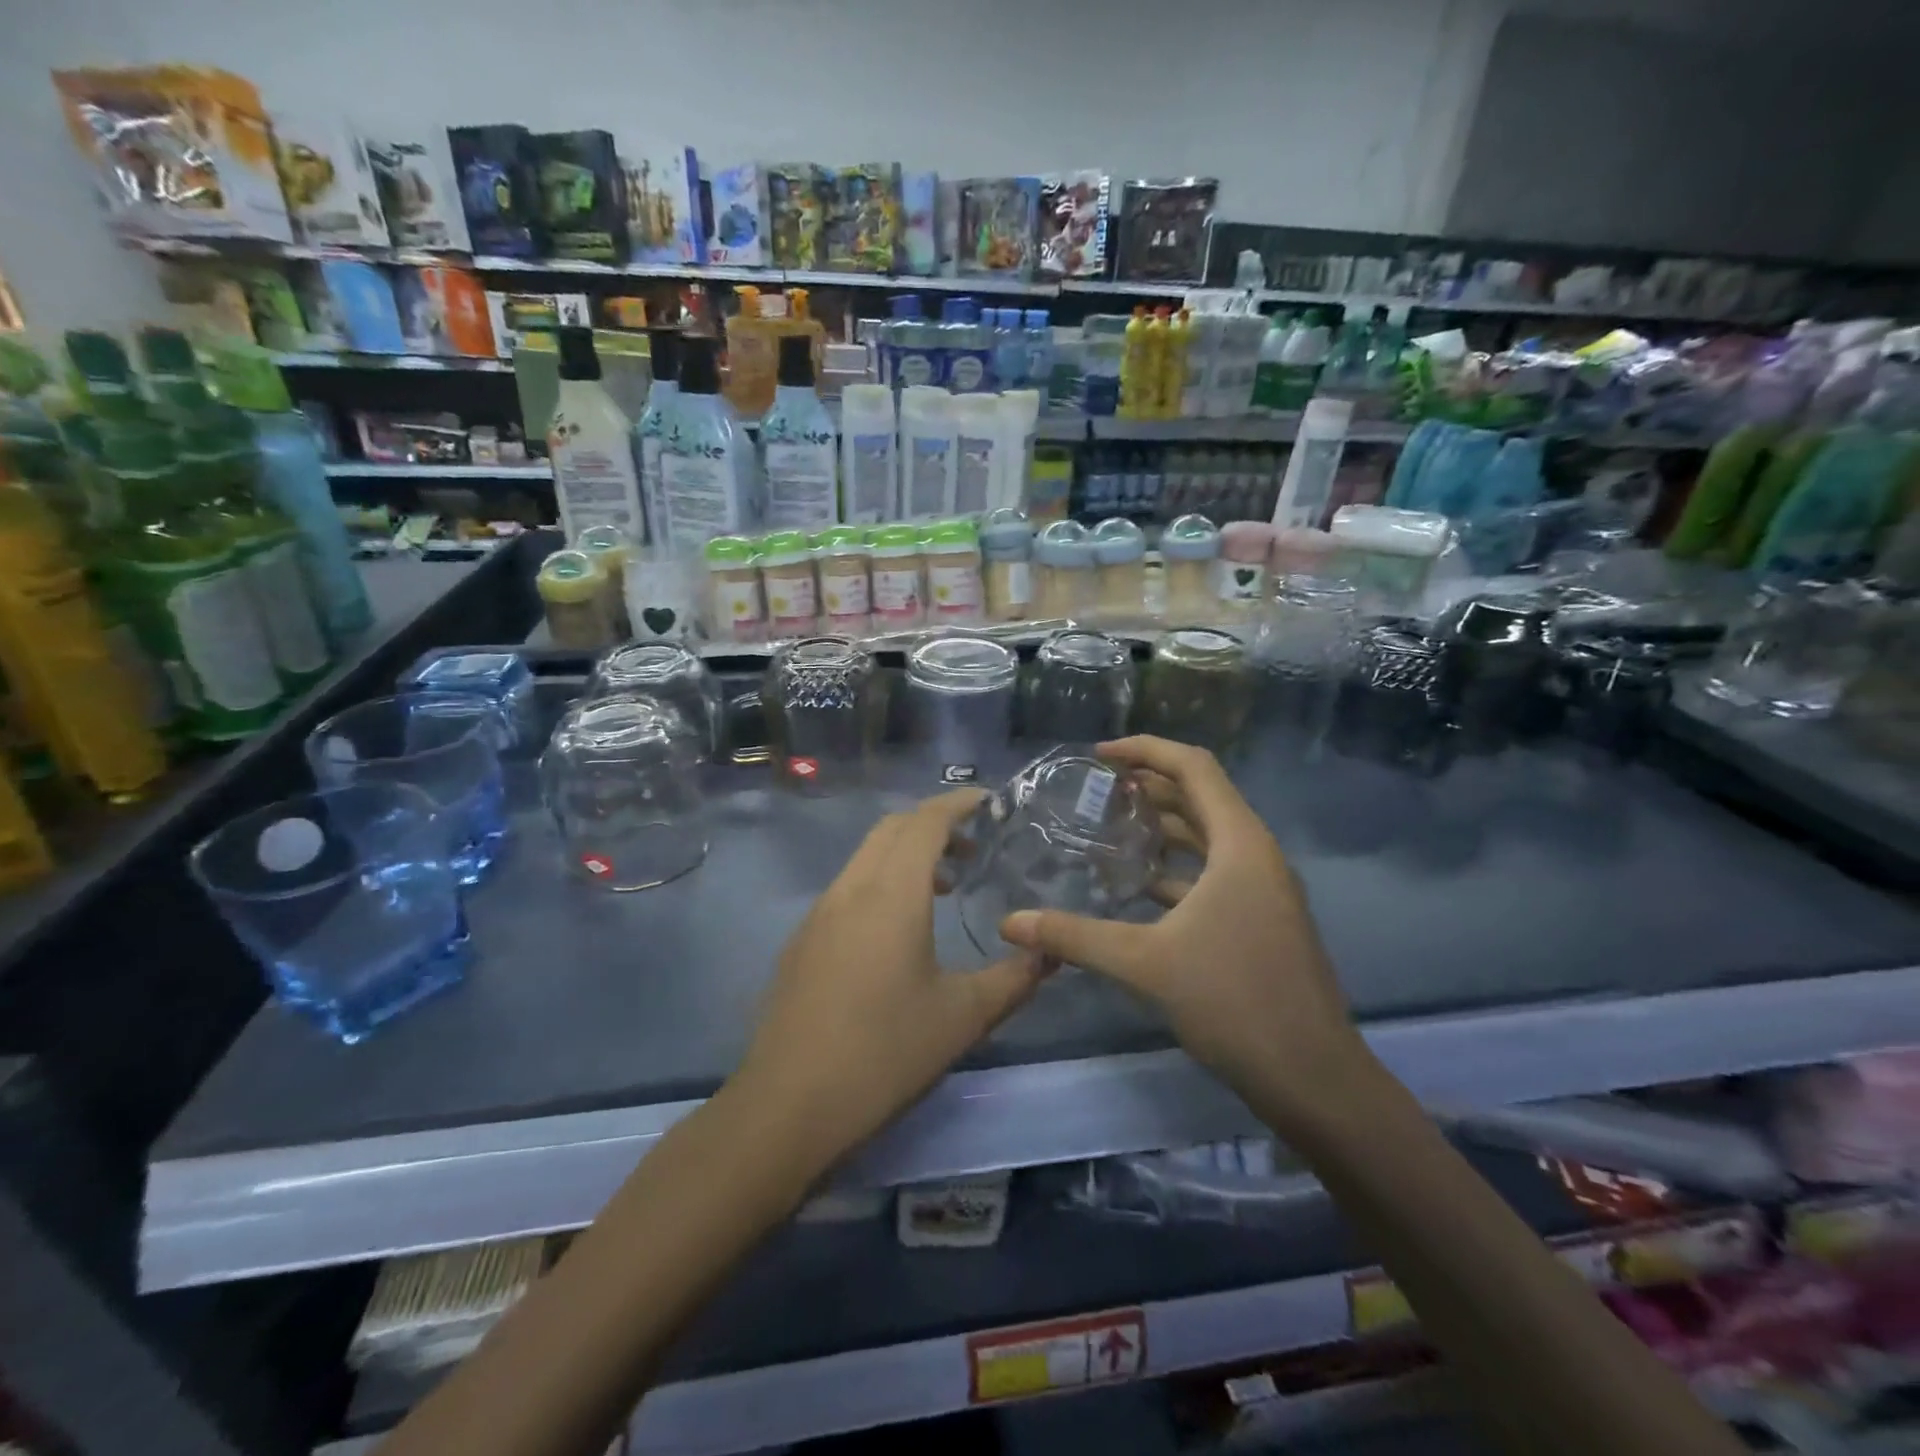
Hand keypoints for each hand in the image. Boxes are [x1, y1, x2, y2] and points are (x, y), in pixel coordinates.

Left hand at [734, 789, 1048, 1174]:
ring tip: (946, 888)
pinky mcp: (802, 940)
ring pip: (867, 856)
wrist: (788, 1105)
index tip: (990, 801)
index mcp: (891, 893)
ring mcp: (819, 913)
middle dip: (934, 824)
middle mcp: (851, 888)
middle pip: (892, 828)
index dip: (958, 802)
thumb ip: (1014, 979)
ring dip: (906, 854)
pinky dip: (881, 881)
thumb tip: (1050, 953)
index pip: (925, 821)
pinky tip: (899, 930)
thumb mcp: (963, 1017)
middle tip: (975, 848)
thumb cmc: (885, 1053)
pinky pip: (849, 886)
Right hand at [999, 736, 1366, 1127]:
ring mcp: (1264, 889)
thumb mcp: (1144, 963)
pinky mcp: (1261, 919)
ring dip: (1164, 826)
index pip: (1194, 767)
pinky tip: (1139, 886)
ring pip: (1208, 837)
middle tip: (1098, 789)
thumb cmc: (1233, 1001)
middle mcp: (1257, 855)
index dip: (1146, 750)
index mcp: (1240, 844)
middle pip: (1201, 797)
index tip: (1100, 755)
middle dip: (1150, 785)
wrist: (1312, 1078)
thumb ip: (1074, 937)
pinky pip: (1214, 872)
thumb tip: (1010, 923)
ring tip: (1111, 827)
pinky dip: (1176, 867)